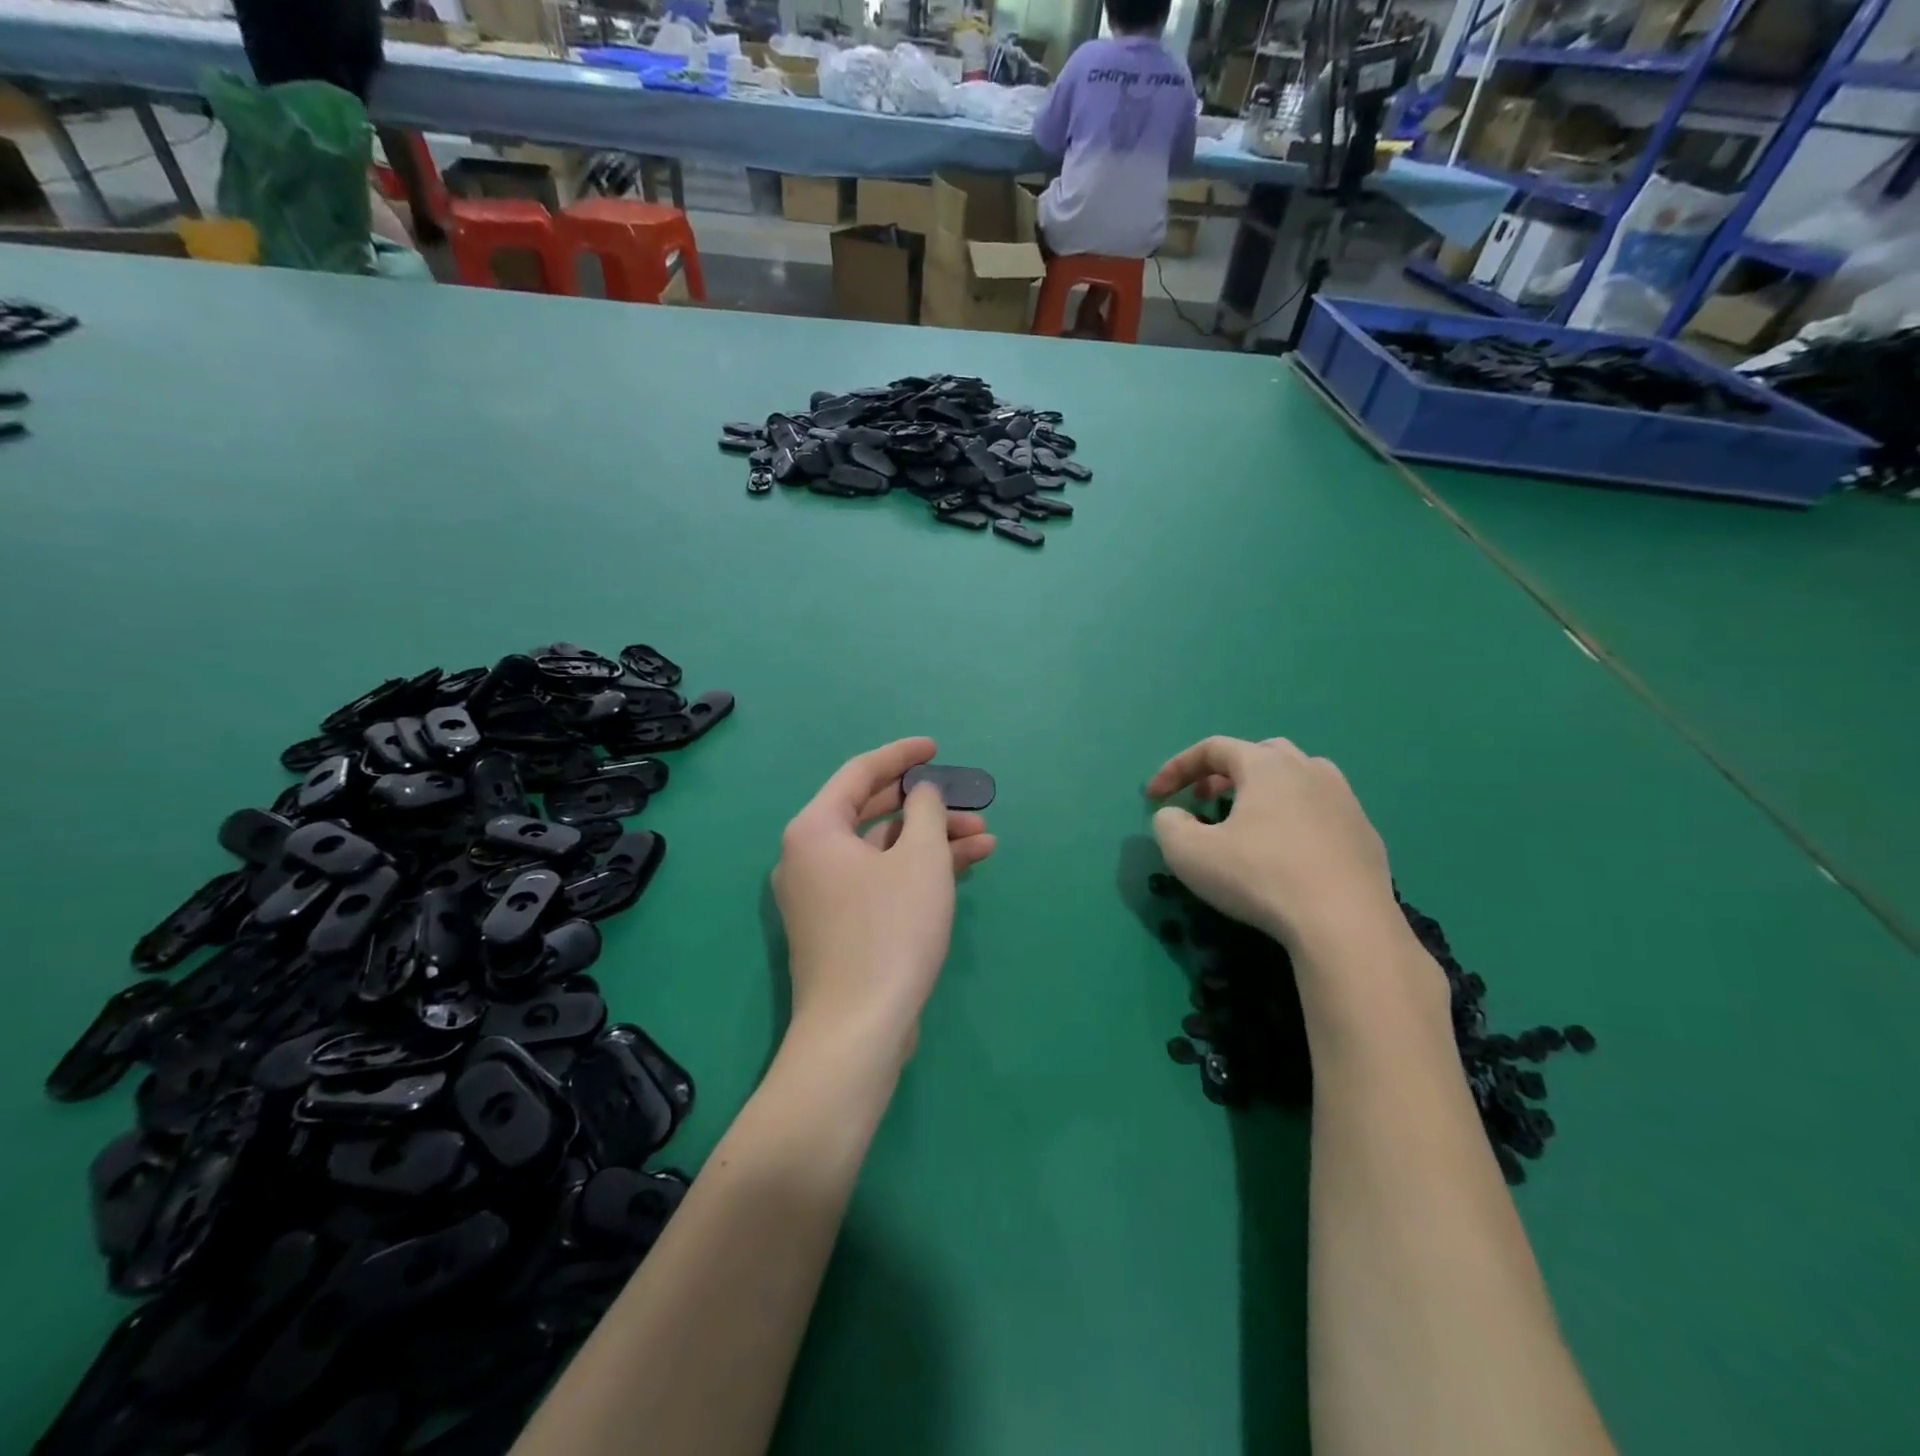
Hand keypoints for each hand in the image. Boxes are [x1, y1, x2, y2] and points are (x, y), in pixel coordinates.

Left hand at [773, 738, 995, 1060]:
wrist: (858, 1029)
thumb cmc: (890, 930)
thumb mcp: (921, 859)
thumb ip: (927, 811)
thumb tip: (922, 793)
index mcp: (815, 829)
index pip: (859, 773)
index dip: (901, 755)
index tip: (935, 747)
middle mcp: (809, 857)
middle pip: (873, 812)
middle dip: (926, 806)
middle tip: (968, 800)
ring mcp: (822, 896)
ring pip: (883, 851)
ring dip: (932, 841)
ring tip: (985, 837)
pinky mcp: (840, 927)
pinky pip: (881, 881)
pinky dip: (917, 872)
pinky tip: (966, 866)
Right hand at [1146, 736, 1397, 958]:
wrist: (1346, 925)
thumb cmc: (1260, 877)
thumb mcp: (1189, 853)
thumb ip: (1168, 825)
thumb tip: (1174, 816)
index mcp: (1267, 765)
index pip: (1213, 748)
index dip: (1176, 768)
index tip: (1154, 797)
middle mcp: (1310, 770)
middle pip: (1260, 754)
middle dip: (1224, 773)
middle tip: (1204, 801)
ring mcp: (1345, 801)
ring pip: (1298, 778)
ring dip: (1265, 792)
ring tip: (1248, 822)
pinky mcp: (1366, 835)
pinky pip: (1322, 812)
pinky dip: (1295, 819)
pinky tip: (1288, 854)